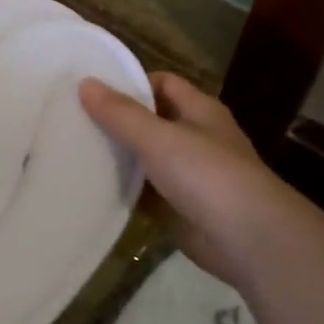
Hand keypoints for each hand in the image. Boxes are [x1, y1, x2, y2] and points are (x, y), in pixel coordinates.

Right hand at [80, 72, 319, 290]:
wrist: (249, 240)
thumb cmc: (207, 175)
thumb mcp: (159, 137)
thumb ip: (120, 113)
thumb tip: (85, 82)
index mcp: (200, 111)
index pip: (163, 83)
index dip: (131, 83)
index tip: (92, 90)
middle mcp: (197, 138)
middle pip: (152, 121)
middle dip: (118, 121)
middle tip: (73, 120)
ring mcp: (190, 176)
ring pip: (147, 158)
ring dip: (119, 156)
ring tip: (74, 151)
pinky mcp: (180, 208)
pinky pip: (147, 193)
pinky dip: (125, 190)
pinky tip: (93, 188)